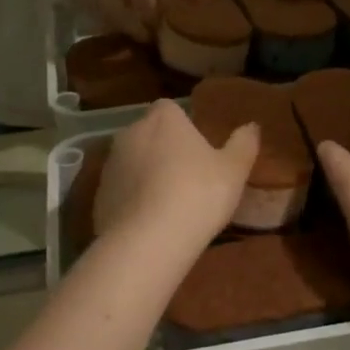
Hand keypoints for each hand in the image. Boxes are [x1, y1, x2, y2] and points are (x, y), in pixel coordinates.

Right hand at [78, 0, 195, 40]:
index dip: (146, 4)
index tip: (161, 19)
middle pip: (116, 7)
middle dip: (136, 26)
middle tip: (155, 38)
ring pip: (108, 17)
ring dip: (127, 30)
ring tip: (146, 38)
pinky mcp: (85, 1)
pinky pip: (102, 20)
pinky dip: (118, 29)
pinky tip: (131, 32)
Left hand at [95, 100, 258, 253]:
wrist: (148, 241)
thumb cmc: (197, 194)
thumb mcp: (234, 170)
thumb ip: (243, 144)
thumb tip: (251, 125)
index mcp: (163, 119)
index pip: (170, 109)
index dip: (184, 126)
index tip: (198, 148)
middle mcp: (130, 133)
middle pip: (149, 134)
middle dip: (164, 149)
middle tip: (188, 177)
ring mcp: (109, 165)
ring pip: (132, 162)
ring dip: (146, 175)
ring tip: (169, 203)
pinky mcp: (98, 196)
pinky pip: (121, 191)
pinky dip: (132, 200)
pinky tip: (149, 223)